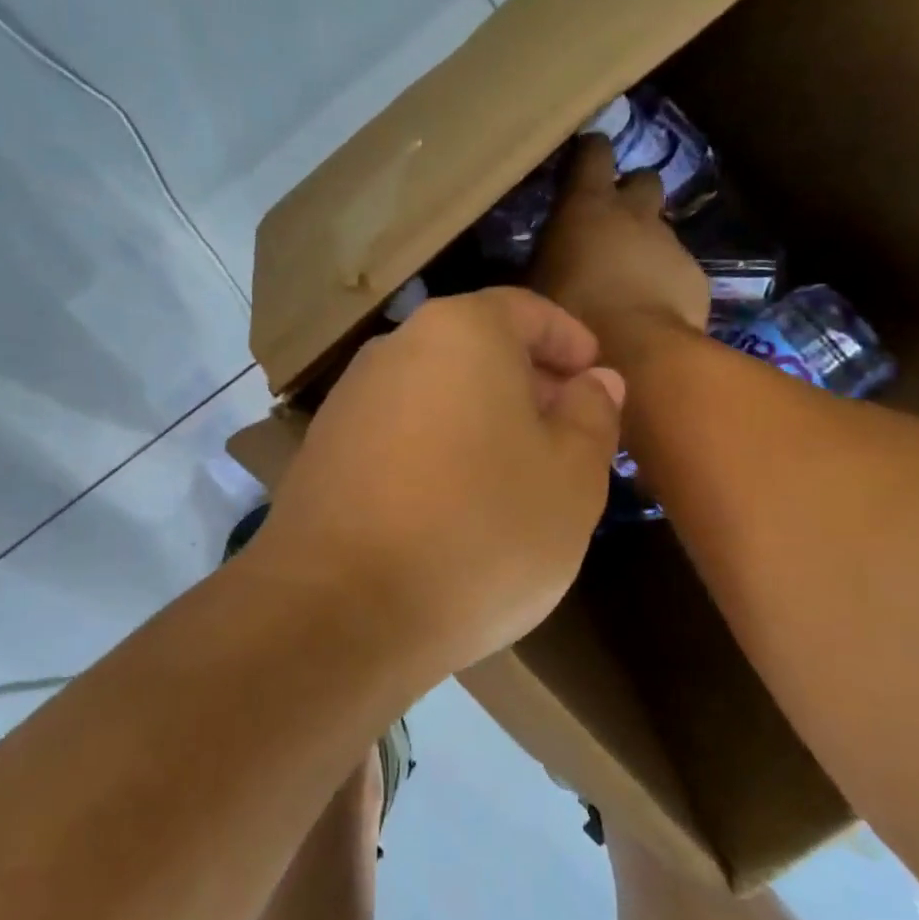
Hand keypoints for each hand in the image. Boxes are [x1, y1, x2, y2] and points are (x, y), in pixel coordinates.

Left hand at [247, 288, 624, 677]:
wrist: (340, 608)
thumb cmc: (480, 531)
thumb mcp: (571, 478)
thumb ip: (591, 416)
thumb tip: (594, 381)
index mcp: (460, 332)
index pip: (525, 311)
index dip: (569, 340)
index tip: (595, 376)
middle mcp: (395, 349)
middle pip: (476, 348)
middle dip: (527, 382)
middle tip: (567, 431)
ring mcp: (351, 399)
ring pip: (436, 391)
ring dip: (481, 417)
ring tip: (515, 472)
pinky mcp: (323, 449)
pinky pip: (399, 431)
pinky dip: (437, 447)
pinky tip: (454, 501)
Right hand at [531, 135, 709, 348]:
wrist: (634, 353)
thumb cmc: (571, 313)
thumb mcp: (535, 286)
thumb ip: (541, 261)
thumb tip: (537, 261)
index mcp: (587, 205)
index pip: (594, 152)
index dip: (590, 153)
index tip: (582, 160)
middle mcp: (633, 212)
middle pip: (642, 179)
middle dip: (630, 194)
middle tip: (611, 222)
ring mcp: (669, 242)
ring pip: (660, 227)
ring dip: (645, 242)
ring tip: (627, 276)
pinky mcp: (694, 274)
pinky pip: (676, 266)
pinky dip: (664, 279)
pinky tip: (649, 307)